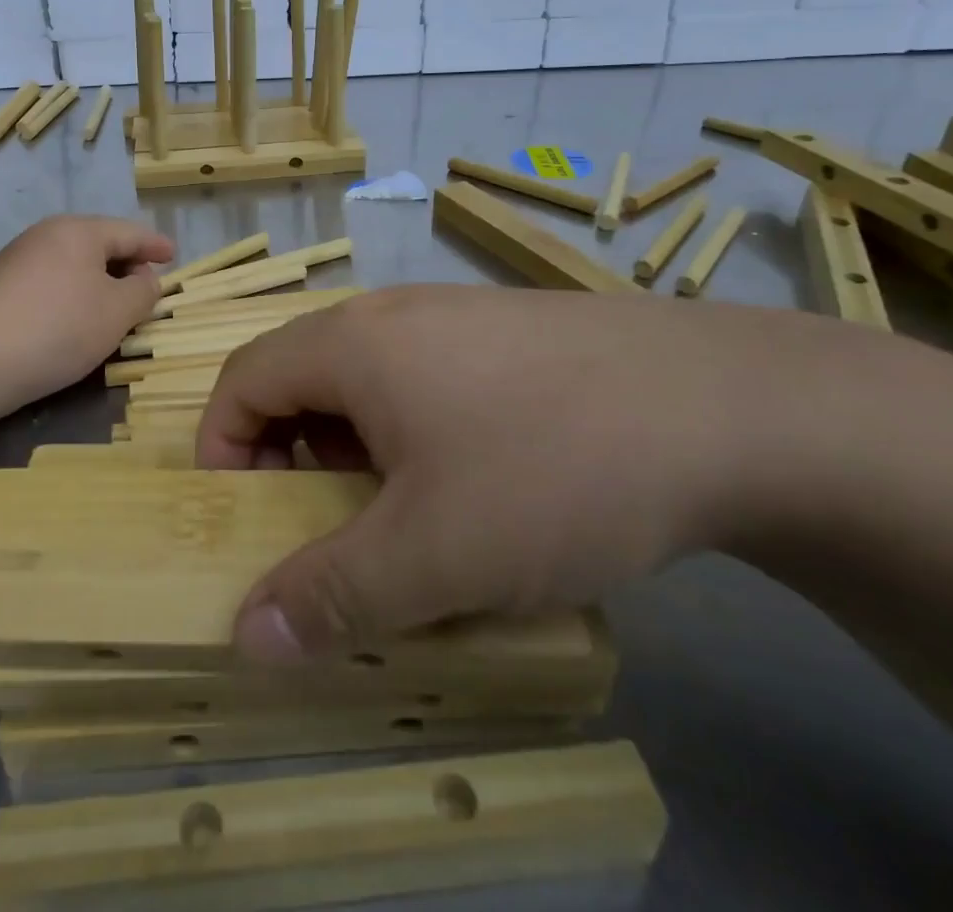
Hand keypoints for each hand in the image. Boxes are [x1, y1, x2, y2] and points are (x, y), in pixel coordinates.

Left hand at [0, 215, 173, 412]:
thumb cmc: (57, 327)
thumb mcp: (117, 312)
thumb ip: (142, 292)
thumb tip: (143, 279)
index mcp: (79, 231)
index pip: (129, 232)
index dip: (156, 245)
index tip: (174, 256)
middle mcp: (47, 236)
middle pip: (99, 245)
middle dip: (127, 265)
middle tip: (148, 289)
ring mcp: (18, 261)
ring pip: (73, 266)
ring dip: (99, 285)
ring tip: (116, 311)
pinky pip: (52, 284)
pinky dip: (74, 297)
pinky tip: (75, 324)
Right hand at [194, 284, 905, 662]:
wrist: (728, 408)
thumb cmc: (551, 469)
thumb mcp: (434, 553)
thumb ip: (330, 596)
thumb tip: (245, 638)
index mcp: (351, 343)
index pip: (243, 379)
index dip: (223, 449)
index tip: (244, 520)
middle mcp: (392, 315)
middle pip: (301, 376)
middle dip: (289, 457)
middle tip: (323, 528)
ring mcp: (455, 317)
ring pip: (367, 381)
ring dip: (355, 450)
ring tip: (401, 517)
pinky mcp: (508, 335)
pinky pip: (425, 378)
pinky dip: (413, 434)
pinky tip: (474, 485)